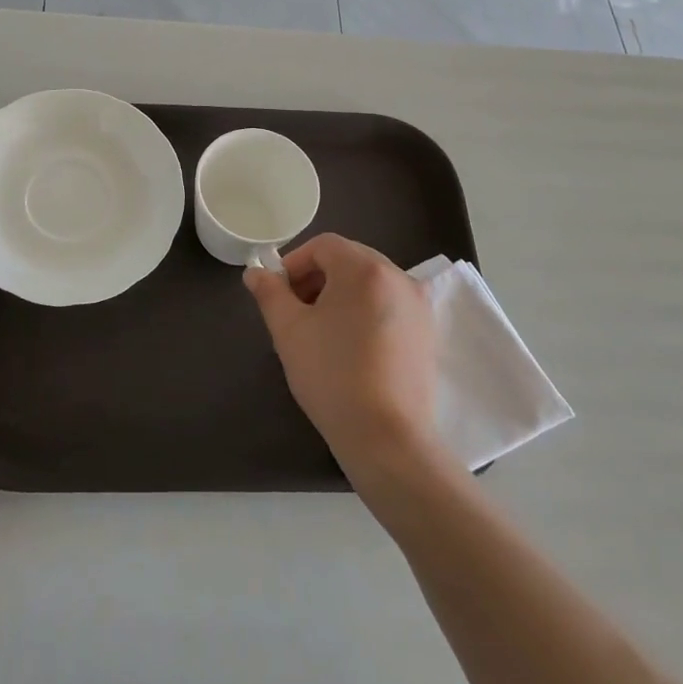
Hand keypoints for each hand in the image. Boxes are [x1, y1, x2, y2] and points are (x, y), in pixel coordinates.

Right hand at [244, 233, 440, 479]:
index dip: (295, 262)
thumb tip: (255, 272)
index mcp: (365, 269)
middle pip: (349, 260)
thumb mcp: (289, 330)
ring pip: (370, 283)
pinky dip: (365, 311)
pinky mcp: (427, 333)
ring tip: (320, 330)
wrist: (387, 438)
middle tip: (295, 310)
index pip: (324, 245)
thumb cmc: (332, 375)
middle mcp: (399, 277)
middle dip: (317, 277)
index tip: (278, 293)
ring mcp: (419, 306)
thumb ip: (269, 293)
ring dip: (340, 294)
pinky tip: (350, 346)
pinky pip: (389, 305)